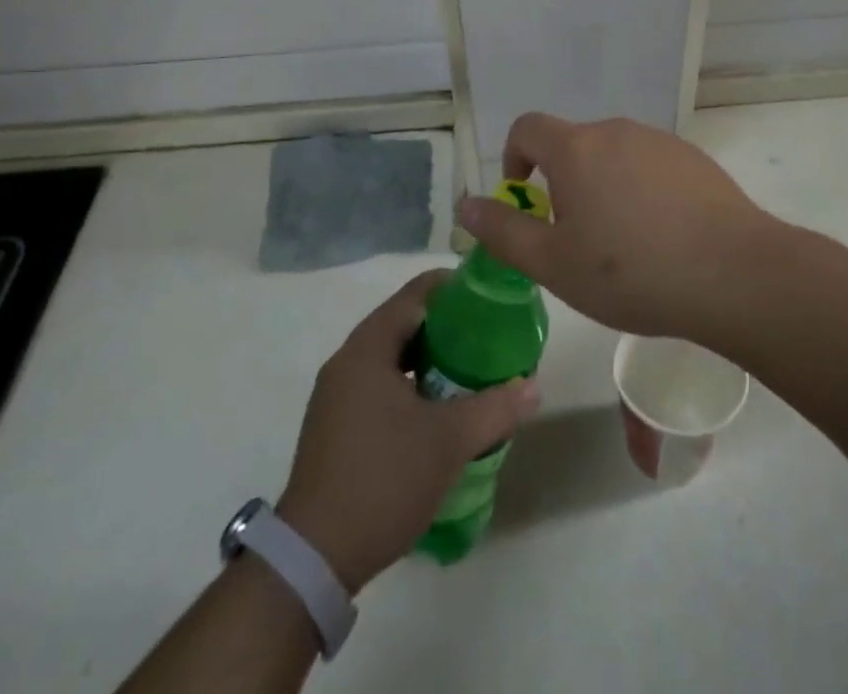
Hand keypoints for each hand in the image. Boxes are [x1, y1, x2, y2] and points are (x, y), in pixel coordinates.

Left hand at [277, 270, 539, 593]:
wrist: (314, 558)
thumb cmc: (383, 479)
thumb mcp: (449, 442)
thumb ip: (495, 408)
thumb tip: (533, 387)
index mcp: (367, 348)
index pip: (415, 294)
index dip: (453, 288)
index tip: (488, 296)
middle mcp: (347, 361)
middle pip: (403, 322)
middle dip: (446, 326)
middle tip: (486, 335)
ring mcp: (336, 395)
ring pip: (391, 357)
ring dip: (428, 358)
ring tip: (469, 369)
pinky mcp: (335, 426)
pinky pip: (379, 384)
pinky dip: (410, 384)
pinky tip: (437, 409)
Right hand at [456, 114, 778, 343]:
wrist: (733, 273)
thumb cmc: (631, 271)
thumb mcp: (553, 263)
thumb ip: (503, 231)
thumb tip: (466, 203)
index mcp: (577, 149)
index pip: (528, 127)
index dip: (515, 157)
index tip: (525, 198)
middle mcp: (616, 131)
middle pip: (573, 145)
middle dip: (563, 184)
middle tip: (576, 240)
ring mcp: (660, 142)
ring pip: (614, 157)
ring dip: (604, 188)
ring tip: (623, 246)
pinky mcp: (694, 160)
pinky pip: (650, 167)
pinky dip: (641, 192)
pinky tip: (662, 238)